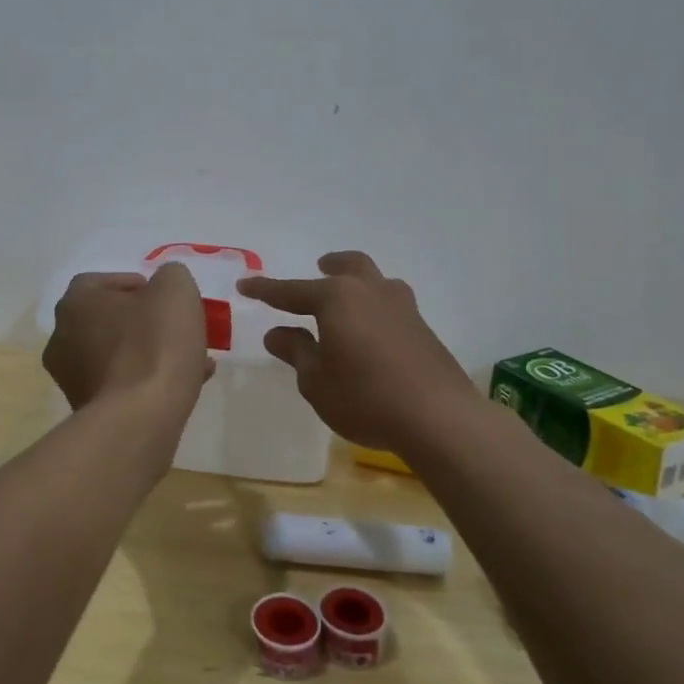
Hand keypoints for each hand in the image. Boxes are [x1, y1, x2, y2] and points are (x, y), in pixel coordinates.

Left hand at [43, 264, 212, 412]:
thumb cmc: (154, 343)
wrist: (141, 418)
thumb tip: (164, 286)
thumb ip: (170, 276)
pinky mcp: (87, 410)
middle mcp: (62, 337)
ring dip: (149, 352)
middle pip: (108, 319)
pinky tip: (184, 385)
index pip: (99, 282)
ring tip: (190, 358)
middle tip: (176, 326)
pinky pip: (121, 384)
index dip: (134, 284)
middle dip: (144, 321)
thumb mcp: (176, 289)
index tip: (162, 296)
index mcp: (75, 302)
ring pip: (117, 354)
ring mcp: (71, 377)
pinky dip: (147, 380)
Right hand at [238, 251, 477, 454]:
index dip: (265, 290)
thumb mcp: (316, 380)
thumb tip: (277, 333)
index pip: (291, 291)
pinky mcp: (423, 329)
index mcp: (337, 298)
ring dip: (358, 282)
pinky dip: (376, 307)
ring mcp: (402, 307)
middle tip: (320, 267)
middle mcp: (370, 292)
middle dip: (330, 266)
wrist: (439, 417)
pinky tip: (373, 331)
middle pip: (349, 266)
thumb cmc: (364, 397)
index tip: (245, 285)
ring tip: (349, 299)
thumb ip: (296, 351)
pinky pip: (392, 304)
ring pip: (376, 281)